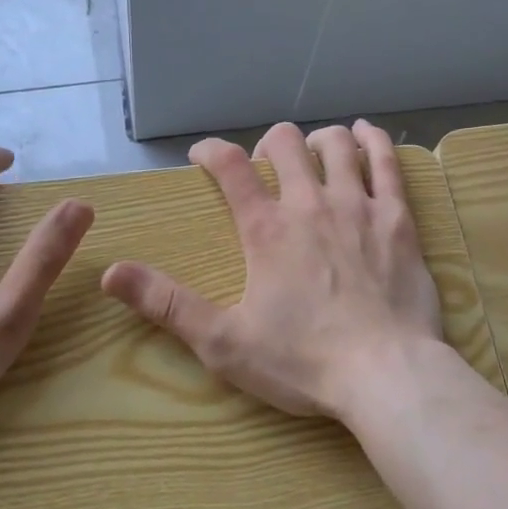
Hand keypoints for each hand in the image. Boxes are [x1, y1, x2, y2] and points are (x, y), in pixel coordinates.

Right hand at [100, 121, 443, 419]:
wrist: (386, 374)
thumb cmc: (303, 361)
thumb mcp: (224, 342)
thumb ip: (168, 304)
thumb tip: (110, 273)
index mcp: (266, 229)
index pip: (230, 167)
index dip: (210, 151)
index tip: (202, 155)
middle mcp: (310, 203)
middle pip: (286, 143)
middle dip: (269, 144)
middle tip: (267, 164)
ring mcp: (358, 205)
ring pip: (336, 145)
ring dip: (320, 140)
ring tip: (315, 152)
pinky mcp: (397, 218)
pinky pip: (387, 163)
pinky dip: (373, 141)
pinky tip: (366, 134)